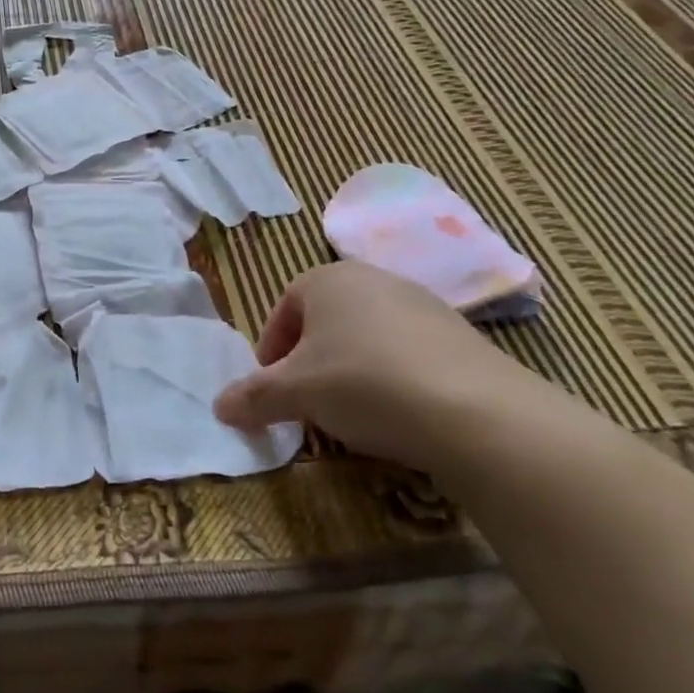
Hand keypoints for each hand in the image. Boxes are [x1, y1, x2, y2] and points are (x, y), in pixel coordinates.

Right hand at [212, 261, 549, 473]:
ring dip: (349, 371)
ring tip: (352, 413)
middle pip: (325, 321)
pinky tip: (398, 414)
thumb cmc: (363, 382)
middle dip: (309, 362)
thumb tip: (218, 407)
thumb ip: (253, 397)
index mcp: (329, 278)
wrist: (474, 410)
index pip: (284, 308)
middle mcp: (374, 279)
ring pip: (366, 337)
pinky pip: (406, 353)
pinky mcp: (460, 335)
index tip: (272, 388)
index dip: (271, 350)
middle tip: (306, 401)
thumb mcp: (295, 393)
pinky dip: (391, 379)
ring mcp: (422, 304)